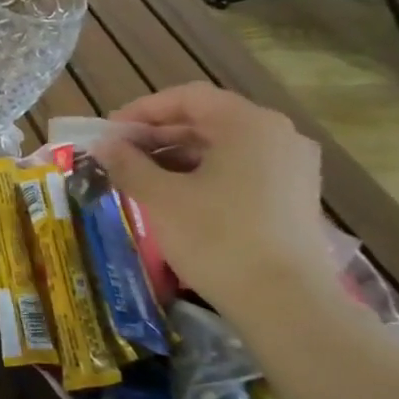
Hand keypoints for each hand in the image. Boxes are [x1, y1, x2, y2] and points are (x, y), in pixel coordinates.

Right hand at [93, 83, 341, 320]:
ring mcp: (292, 167)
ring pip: (224, 146)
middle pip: (208, 120)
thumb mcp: (161, 198)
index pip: (188, 97)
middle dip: (158, 135)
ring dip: (177, 156)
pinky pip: (241, 169)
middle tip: (119, 155)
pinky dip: (204, 174)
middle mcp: (278, 135)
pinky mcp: (294, 196)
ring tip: (140, 177)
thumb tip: (104, 145)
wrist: (285, 301)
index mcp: (249, 124)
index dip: (142, 110)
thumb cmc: (217, 238)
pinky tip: (176, 197)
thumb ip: (128, 164)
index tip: (109, 132)